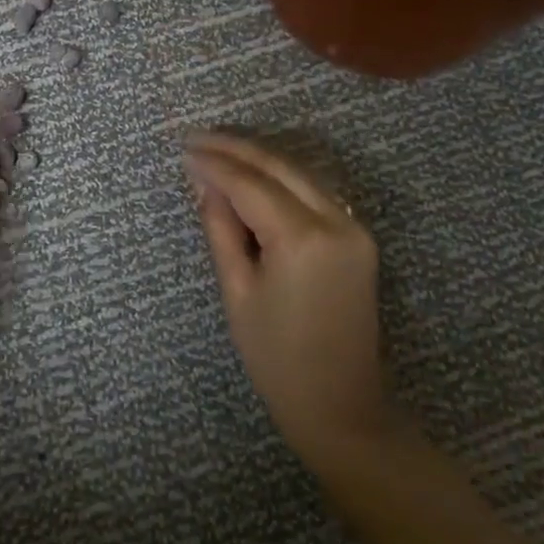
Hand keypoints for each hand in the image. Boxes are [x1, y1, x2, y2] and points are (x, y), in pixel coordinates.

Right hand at [185, 132, 392, 469]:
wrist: (341, 405)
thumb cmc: (277, 358)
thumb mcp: (237, 292)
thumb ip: (221, 229)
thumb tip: (205, 184)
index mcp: (302, 239)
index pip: (250, 184)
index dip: (215, 164)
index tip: (184, 149)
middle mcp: (335, 221)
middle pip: (279, 167)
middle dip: (236, 149)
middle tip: (197, 138)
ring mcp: (354, 228)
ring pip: (301, 174)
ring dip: (260, 159)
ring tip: (219, 150)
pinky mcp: (359, 239)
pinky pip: (315, 193)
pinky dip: (283, 179)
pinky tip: (256, 176)